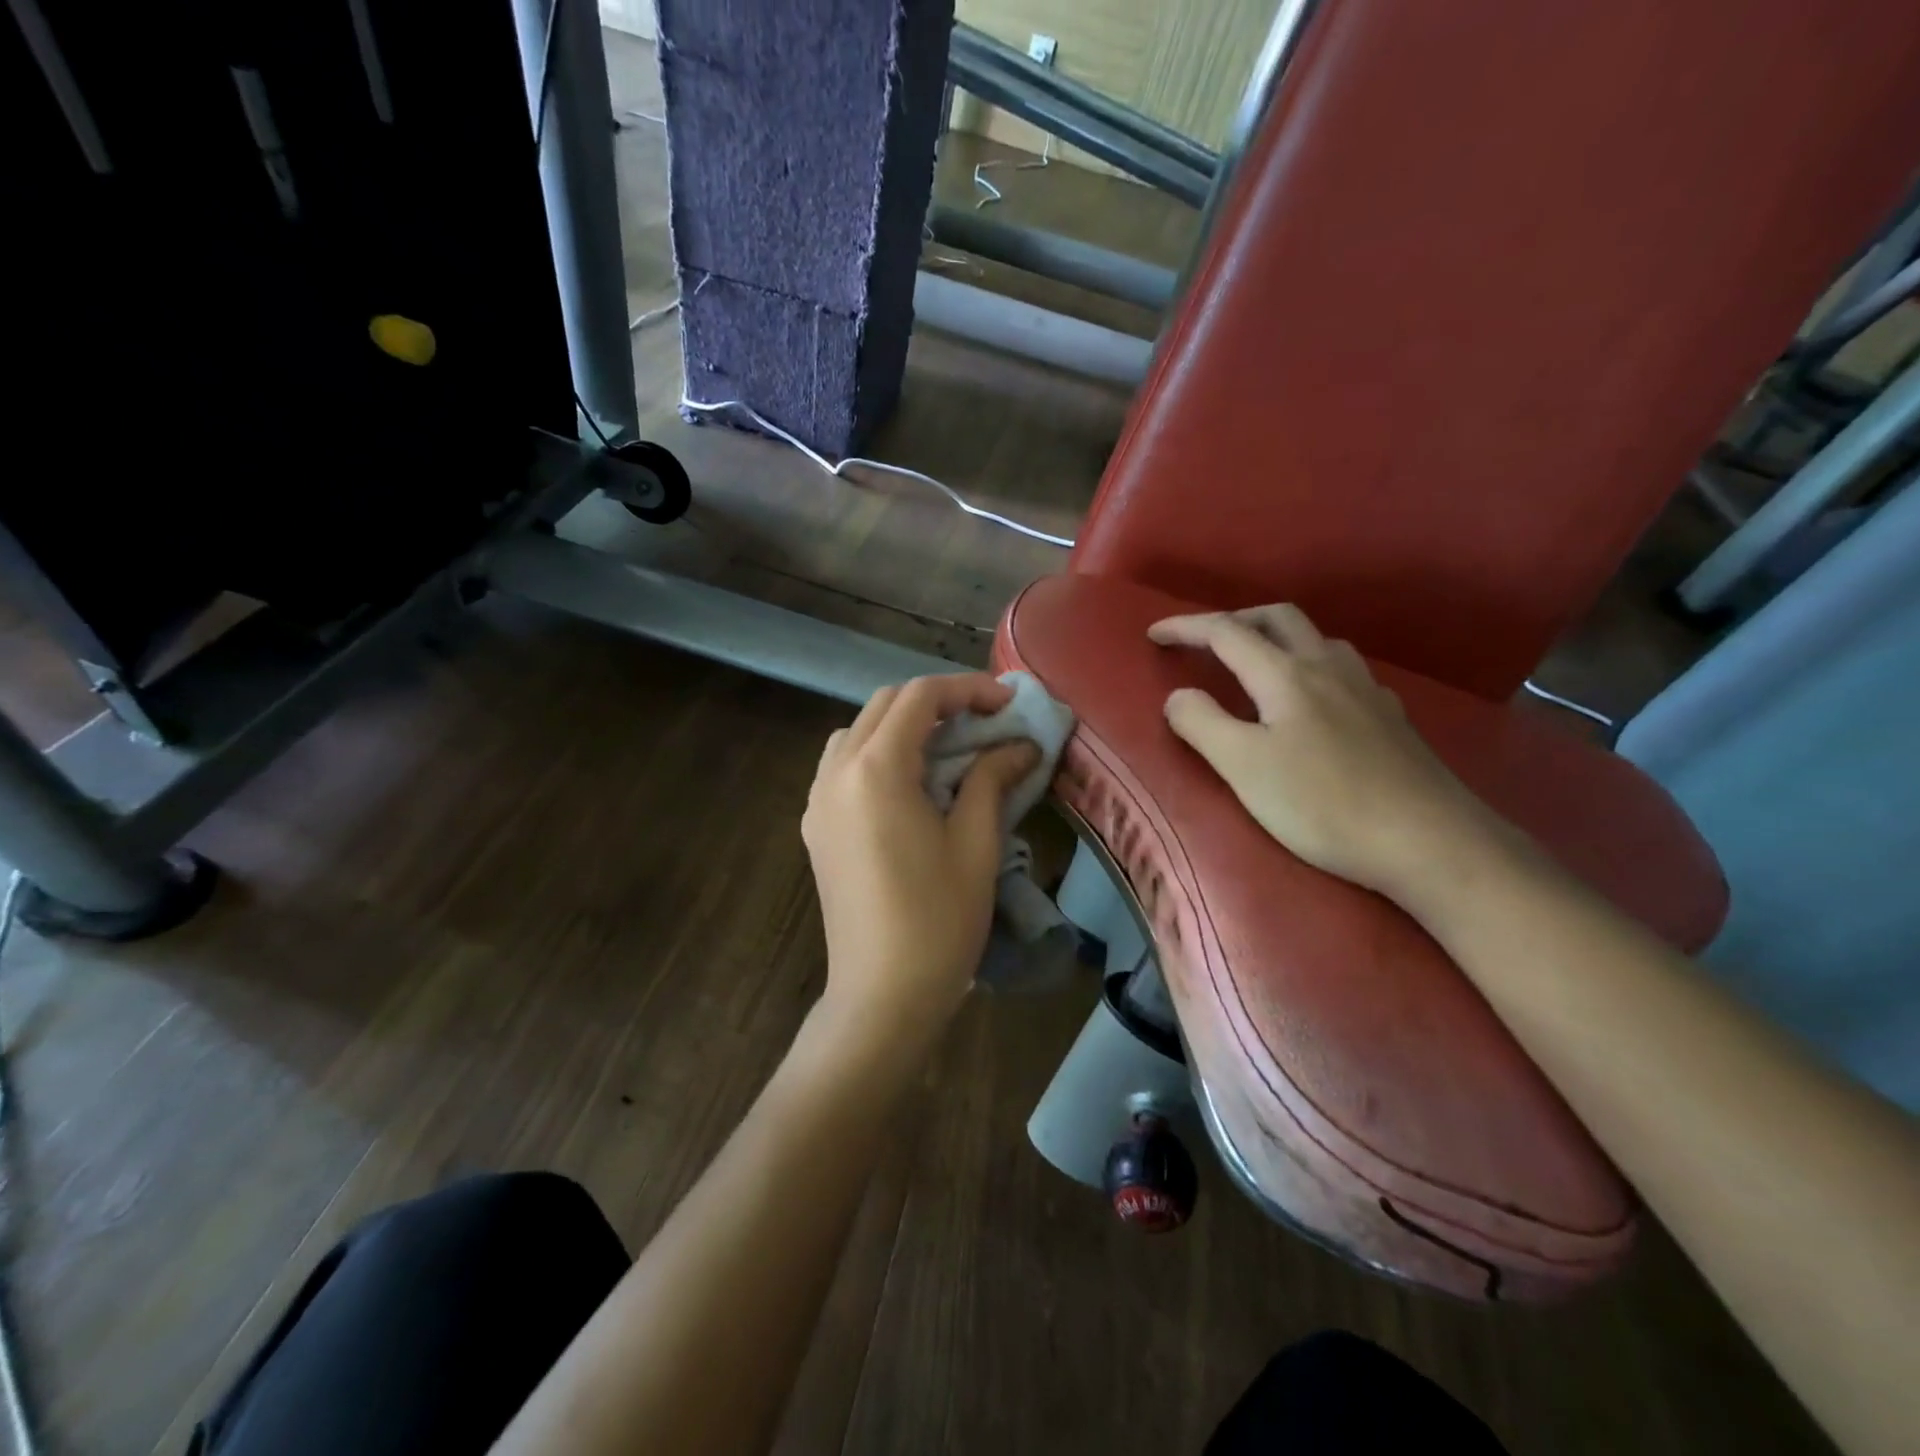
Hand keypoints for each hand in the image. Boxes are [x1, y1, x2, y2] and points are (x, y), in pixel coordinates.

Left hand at [802, 674, 1038, 1050]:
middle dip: (937, 702)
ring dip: (904, 725)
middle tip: (984, 720)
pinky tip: (911, 782)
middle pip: (885, 706)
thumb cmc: (938, 920)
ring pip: (858, 731)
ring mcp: (818, 799)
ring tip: (948, 747)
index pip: (920, 697)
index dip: (968, 690)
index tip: (1008, 704)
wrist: (882, 996)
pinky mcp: (815, 826)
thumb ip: (992, 779)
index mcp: (875, 770)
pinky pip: (843, 764)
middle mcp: (836, 772)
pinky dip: (878, 752)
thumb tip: (1020, 744)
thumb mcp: (976, 843)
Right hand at [1150, 604, 1505, 902]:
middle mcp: (1328, 668)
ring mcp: (1367, 690)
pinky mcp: (1391, 718)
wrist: (1429, 842)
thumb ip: (1201, 723)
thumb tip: (1178, 696)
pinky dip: (1312, 669)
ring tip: (1257, 666)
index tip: (1153, 633)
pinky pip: (1344, 672)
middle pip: (1278, 618)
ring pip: (1317, 640)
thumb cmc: (1324, 804)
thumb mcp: (1244, 767)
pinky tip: (1315, 703)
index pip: (1226, 632)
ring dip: (1278, 639)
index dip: (1186, 627)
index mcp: (1286, 675)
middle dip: (1235, 619)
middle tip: (1206, 641)